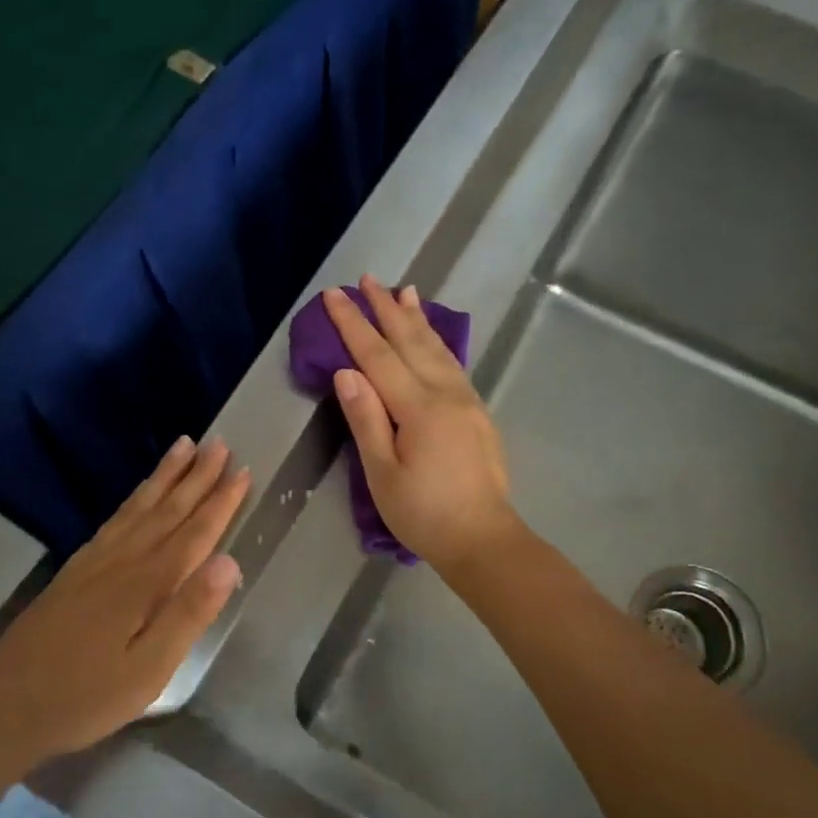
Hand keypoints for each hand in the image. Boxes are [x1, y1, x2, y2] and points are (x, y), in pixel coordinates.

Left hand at [0, 436, 248, 762]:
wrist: (4, 707)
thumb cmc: (86, 697)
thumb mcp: (149, 669)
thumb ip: (189, 614)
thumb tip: (229, 562)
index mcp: (145, 584)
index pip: (194, 533)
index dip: (220, 502)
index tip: (243, 470)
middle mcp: (121, 561)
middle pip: (166, 510)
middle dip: (196, 476)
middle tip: (219, 443)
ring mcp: (93, 563)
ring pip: (137, 508)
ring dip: (164, 477)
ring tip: (183, 447)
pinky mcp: (73, 571)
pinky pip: (113, 520)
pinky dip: (133, 499)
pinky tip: (137, 495)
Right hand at [322, 275, 517, 571]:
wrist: (483, 539)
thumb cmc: (424, 514)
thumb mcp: (381, 474)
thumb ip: (366, 420)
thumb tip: (346, 372)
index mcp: (418, 408)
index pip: (377, 355)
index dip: (353, 323)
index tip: (334, 295)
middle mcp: (445, 394)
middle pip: (411, 341)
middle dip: (386, 308)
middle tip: (367, 279)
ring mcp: (466, 401)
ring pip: (437, 348)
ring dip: (417, 318)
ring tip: (404, 291)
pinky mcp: (477, 413)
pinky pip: (453, 364)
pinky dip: (438, 342)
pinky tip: (433, 337)